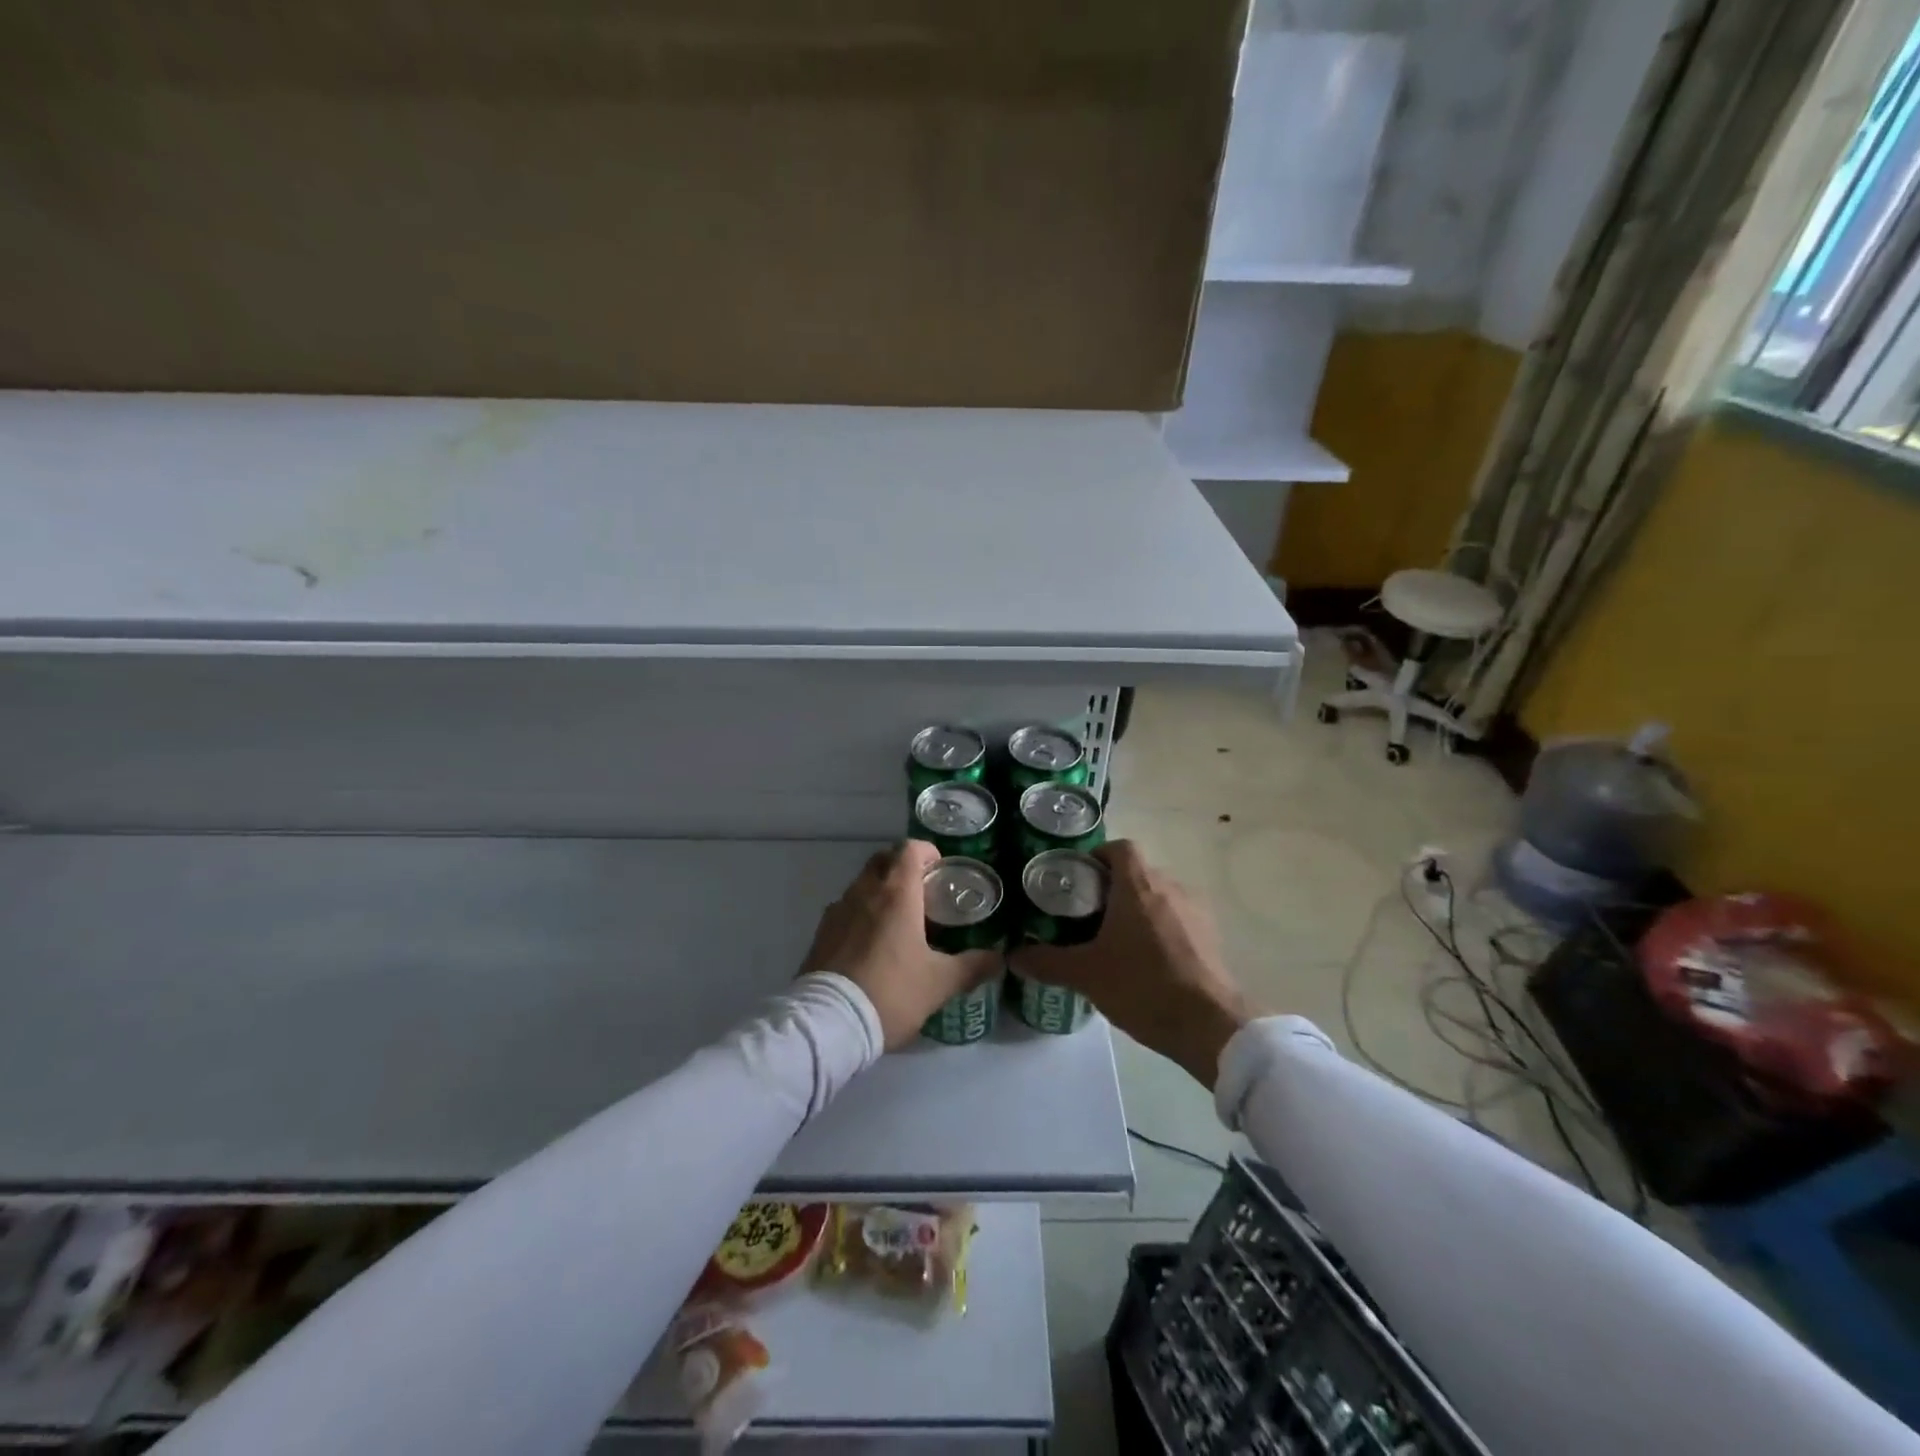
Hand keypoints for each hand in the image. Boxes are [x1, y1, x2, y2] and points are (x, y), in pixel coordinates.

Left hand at [799, 840, 1002, 1049]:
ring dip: (881, 890)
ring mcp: (838, 910)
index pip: (909, 849)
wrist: (829, 1023)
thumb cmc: (891, 992)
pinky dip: (861, 913)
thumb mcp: (939, 983)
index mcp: (896, 893)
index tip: (940, 870)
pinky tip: (872, 943)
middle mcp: (864, 891)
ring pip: (862, 884)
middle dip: (903, 866)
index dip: (927, 852)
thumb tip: (999, 958)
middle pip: (883, 860)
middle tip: (922, 892)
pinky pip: (846, 908)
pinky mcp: (821, 932)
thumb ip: (972, 967)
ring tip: (899, 921)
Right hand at [1011, 839, 1249, 1087]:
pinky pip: (1178, 918)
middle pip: (1136, 873)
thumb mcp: (1086, 975)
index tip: (1078, 881)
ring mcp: (1195, 910)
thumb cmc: (1143, 986)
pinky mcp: (1210, 935)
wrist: (1210, 1025)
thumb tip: (1013, 955)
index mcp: (1139, 885)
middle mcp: (1170, 886)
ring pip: (1158, 896)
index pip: (1119, 847)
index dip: (1097, 856)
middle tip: (1086, 917)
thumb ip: (1046, 962)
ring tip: (1115, 942)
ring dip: (1137, 910)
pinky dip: (1160, 929)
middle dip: (1111, 889)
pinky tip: (1146, 962)